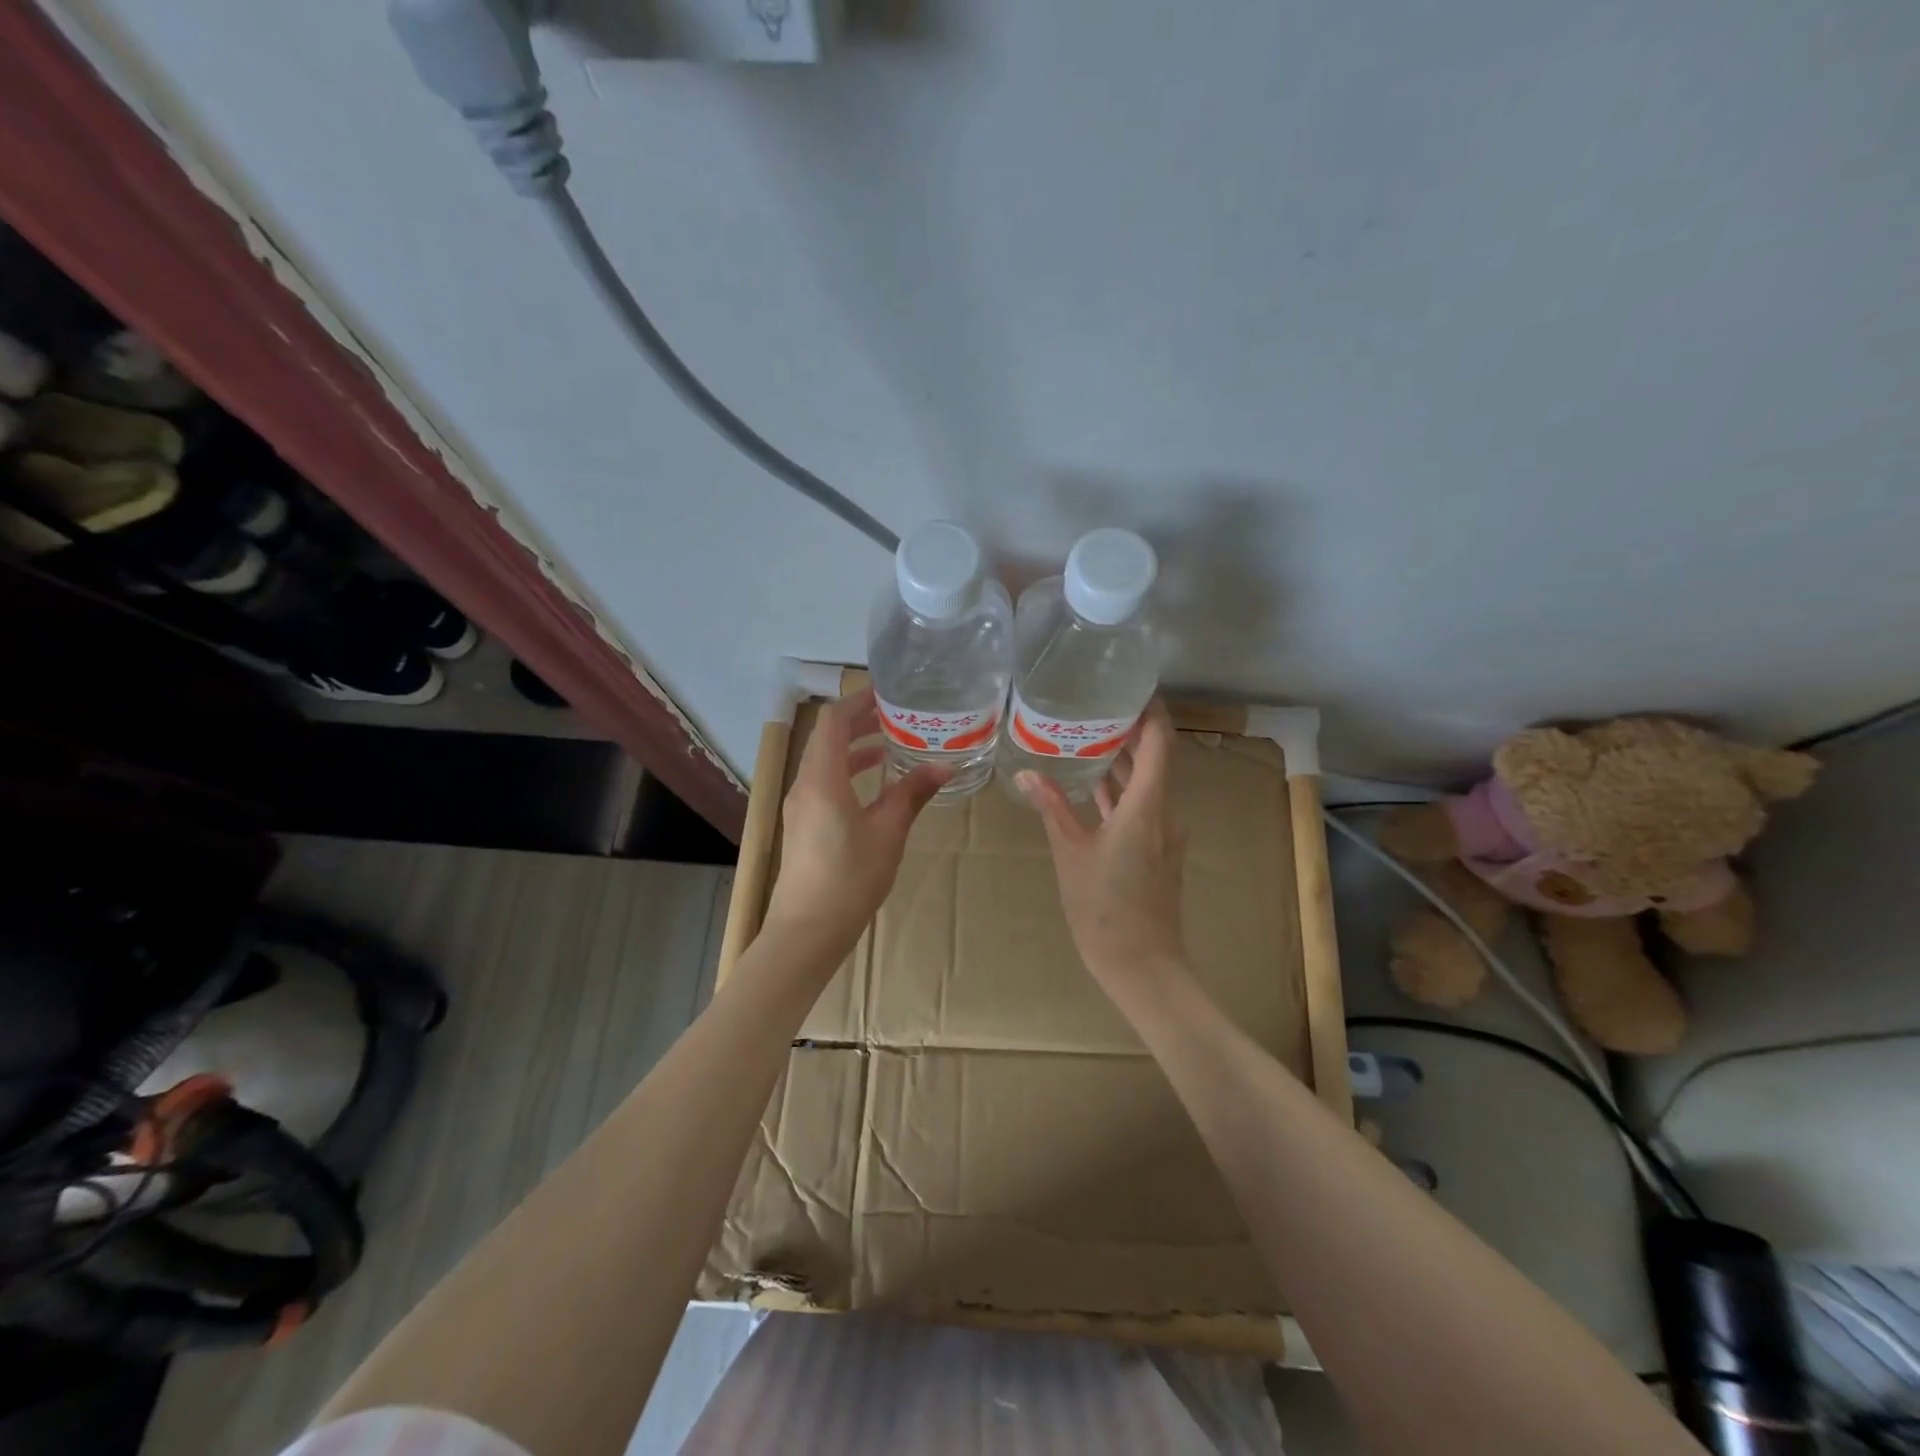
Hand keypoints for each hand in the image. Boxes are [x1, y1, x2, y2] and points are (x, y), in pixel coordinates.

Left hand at [762, 687, 948, 961]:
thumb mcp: (888, 832)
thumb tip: (945, 767)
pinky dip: (847, 772)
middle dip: (859, 721)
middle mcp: (805, 784)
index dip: (859, 701)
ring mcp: (800, 805)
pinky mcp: (803, 824)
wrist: (808, 930)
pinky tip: (874, 784)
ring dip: (853, 748)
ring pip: (824, 761)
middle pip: (827, 738)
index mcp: (822, 778)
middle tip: (896, 715)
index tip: (888, 694)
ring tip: (890, 745)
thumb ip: (913, 793)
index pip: (834, 721)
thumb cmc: (850, 877)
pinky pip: (823, 782)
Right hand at [1018, 699, 1190, 996]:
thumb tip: (1026, 772)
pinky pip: (1143, 806)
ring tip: (1089, 736)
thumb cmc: (1104, 908)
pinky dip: (1122, 789)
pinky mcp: (1158, 850)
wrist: (1142, 965)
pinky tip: (1094, 785)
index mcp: (1147, 806)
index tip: (1129, 687)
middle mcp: (1164, 812)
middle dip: (1130, 731)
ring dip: (1125, 761)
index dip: (1150, 711)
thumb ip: (1053, 808)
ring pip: (1148, 783)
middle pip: (1156, 758)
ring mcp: (1164, 833)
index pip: (1160, 742)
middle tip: (1095, 706)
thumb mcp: (1071, 853)